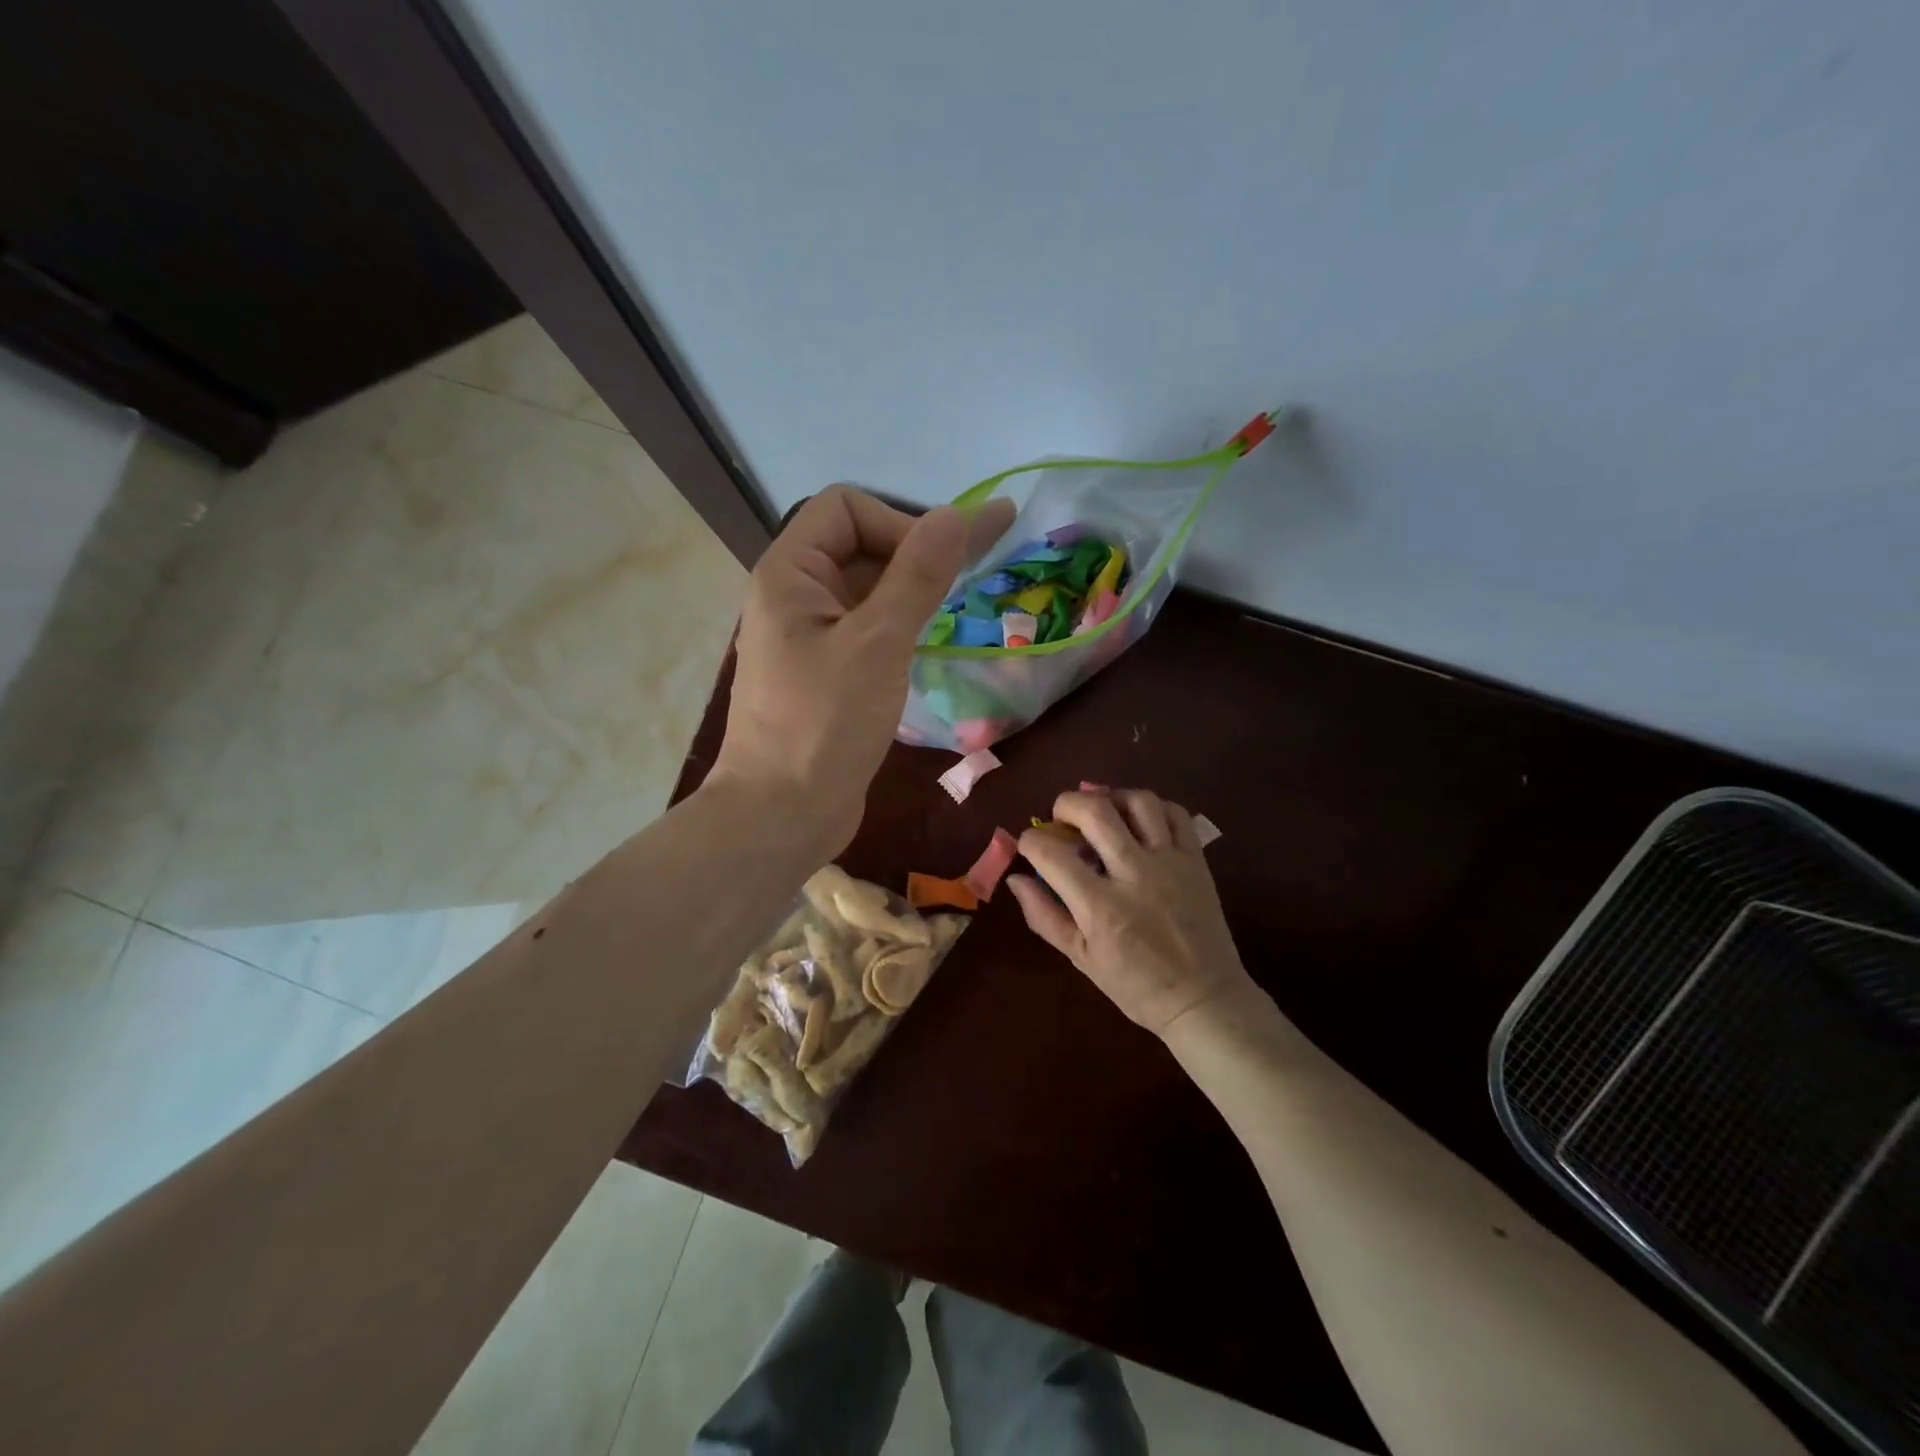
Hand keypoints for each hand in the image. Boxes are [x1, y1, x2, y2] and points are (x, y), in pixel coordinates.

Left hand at [713, 485, 1013, 855]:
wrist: (783, 815)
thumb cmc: (824, 724)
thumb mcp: (879, 643)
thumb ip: (918, 575)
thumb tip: (957, 513)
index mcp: (789, 573)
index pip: (847, 508)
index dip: (899, 523)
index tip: (938, 568)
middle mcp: (795, 596)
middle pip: (860, 545)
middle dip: (915, 555)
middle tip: (972, 581)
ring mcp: (810, 637)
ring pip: (868, 591)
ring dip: (914, 592)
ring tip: (963, 605)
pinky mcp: (827, 673)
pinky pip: (868, 630)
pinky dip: (902, 627)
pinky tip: (934, 640)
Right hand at [1009, 789, 1252, 1038]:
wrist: (1203, 999)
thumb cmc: (1135, 986)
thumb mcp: (1080, 958)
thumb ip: (1044, 915)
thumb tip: (1015, 878)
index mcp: (1100, 907)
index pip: (1051, 853)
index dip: (1030, 841)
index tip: (1030, 845)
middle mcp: (1135, 875)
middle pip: (1095, 811)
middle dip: (1066, 803)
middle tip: (1061, 816)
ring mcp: (1170, 863)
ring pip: (1139, 802)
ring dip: (1111, 797)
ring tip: (1101, 812)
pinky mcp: (1196, 860)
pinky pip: (1175, 813)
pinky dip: (1152, 808)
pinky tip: (1138, 821)